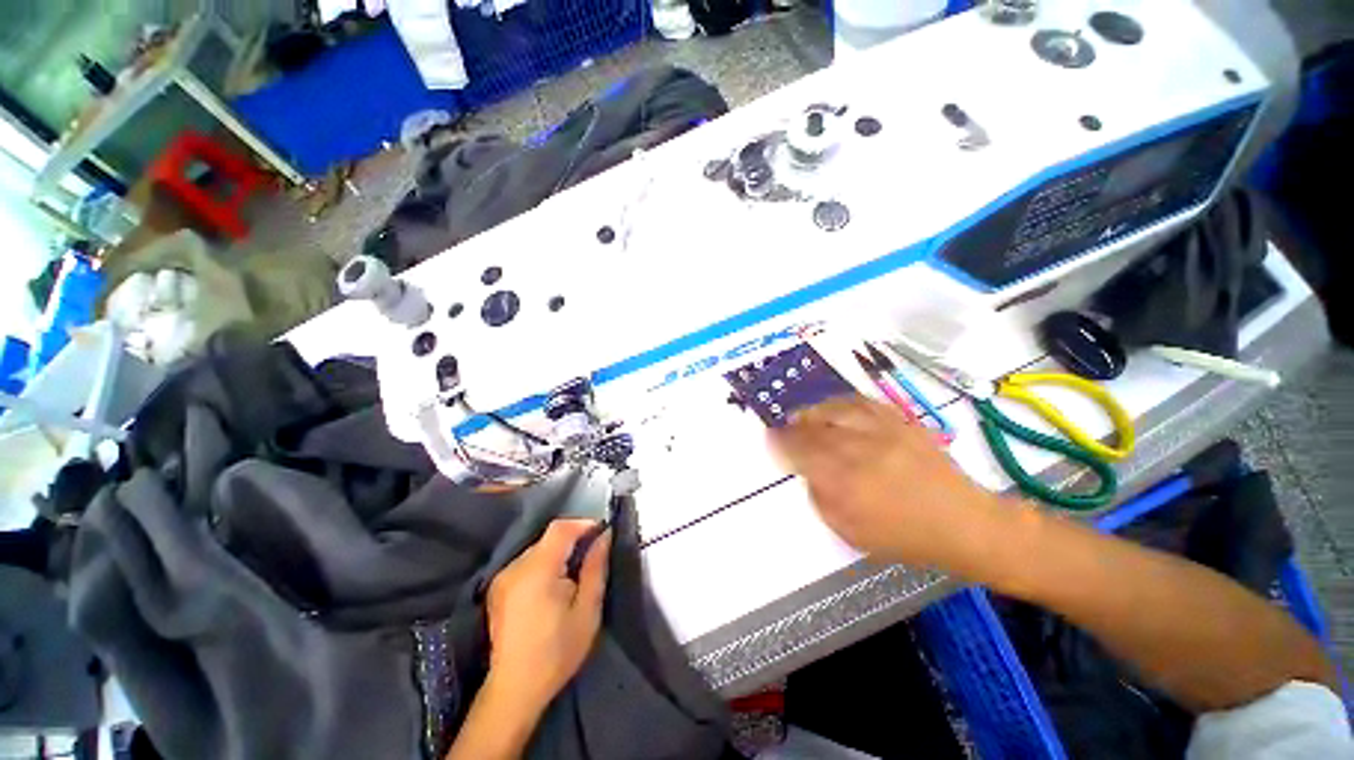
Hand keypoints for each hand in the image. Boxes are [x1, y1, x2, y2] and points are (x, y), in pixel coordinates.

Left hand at [485, 519, 610, 715]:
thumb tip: (605, 535)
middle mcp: (516, 567)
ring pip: (538, 549)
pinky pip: (527, 562)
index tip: (602, 534)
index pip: (561, 528)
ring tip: (574, 573)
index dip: (584, 524)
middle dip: (573, 539)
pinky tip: (553, 586)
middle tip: (592, 556)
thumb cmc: (557, 651)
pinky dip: (544, 564)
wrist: (515, 689)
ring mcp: (503, 577)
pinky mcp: (498, 588)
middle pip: (549, 537)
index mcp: (538, 570)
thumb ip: (596, 567)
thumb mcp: (587, 610)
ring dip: (559, 552)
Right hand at [770, 397, 1010, 569]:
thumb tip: (807, 473)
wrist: (963, 523)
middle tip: (784, 426)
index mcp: (846, 482)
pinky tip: (834, 407)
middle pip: (815, 428)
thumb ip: (821, 499)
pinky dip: (842, 402)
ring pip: (836, 410)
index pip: (801, 453)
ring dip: (814, 411)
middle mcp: (860, 451)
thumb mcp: (851, 532)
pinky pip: (863, 402)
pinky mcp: (901, 422)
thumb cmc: (904, 536)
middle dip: (793, 426)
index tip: (771, 438)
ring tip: (804, 414)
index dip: (781, 443)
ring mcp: (882, 433)